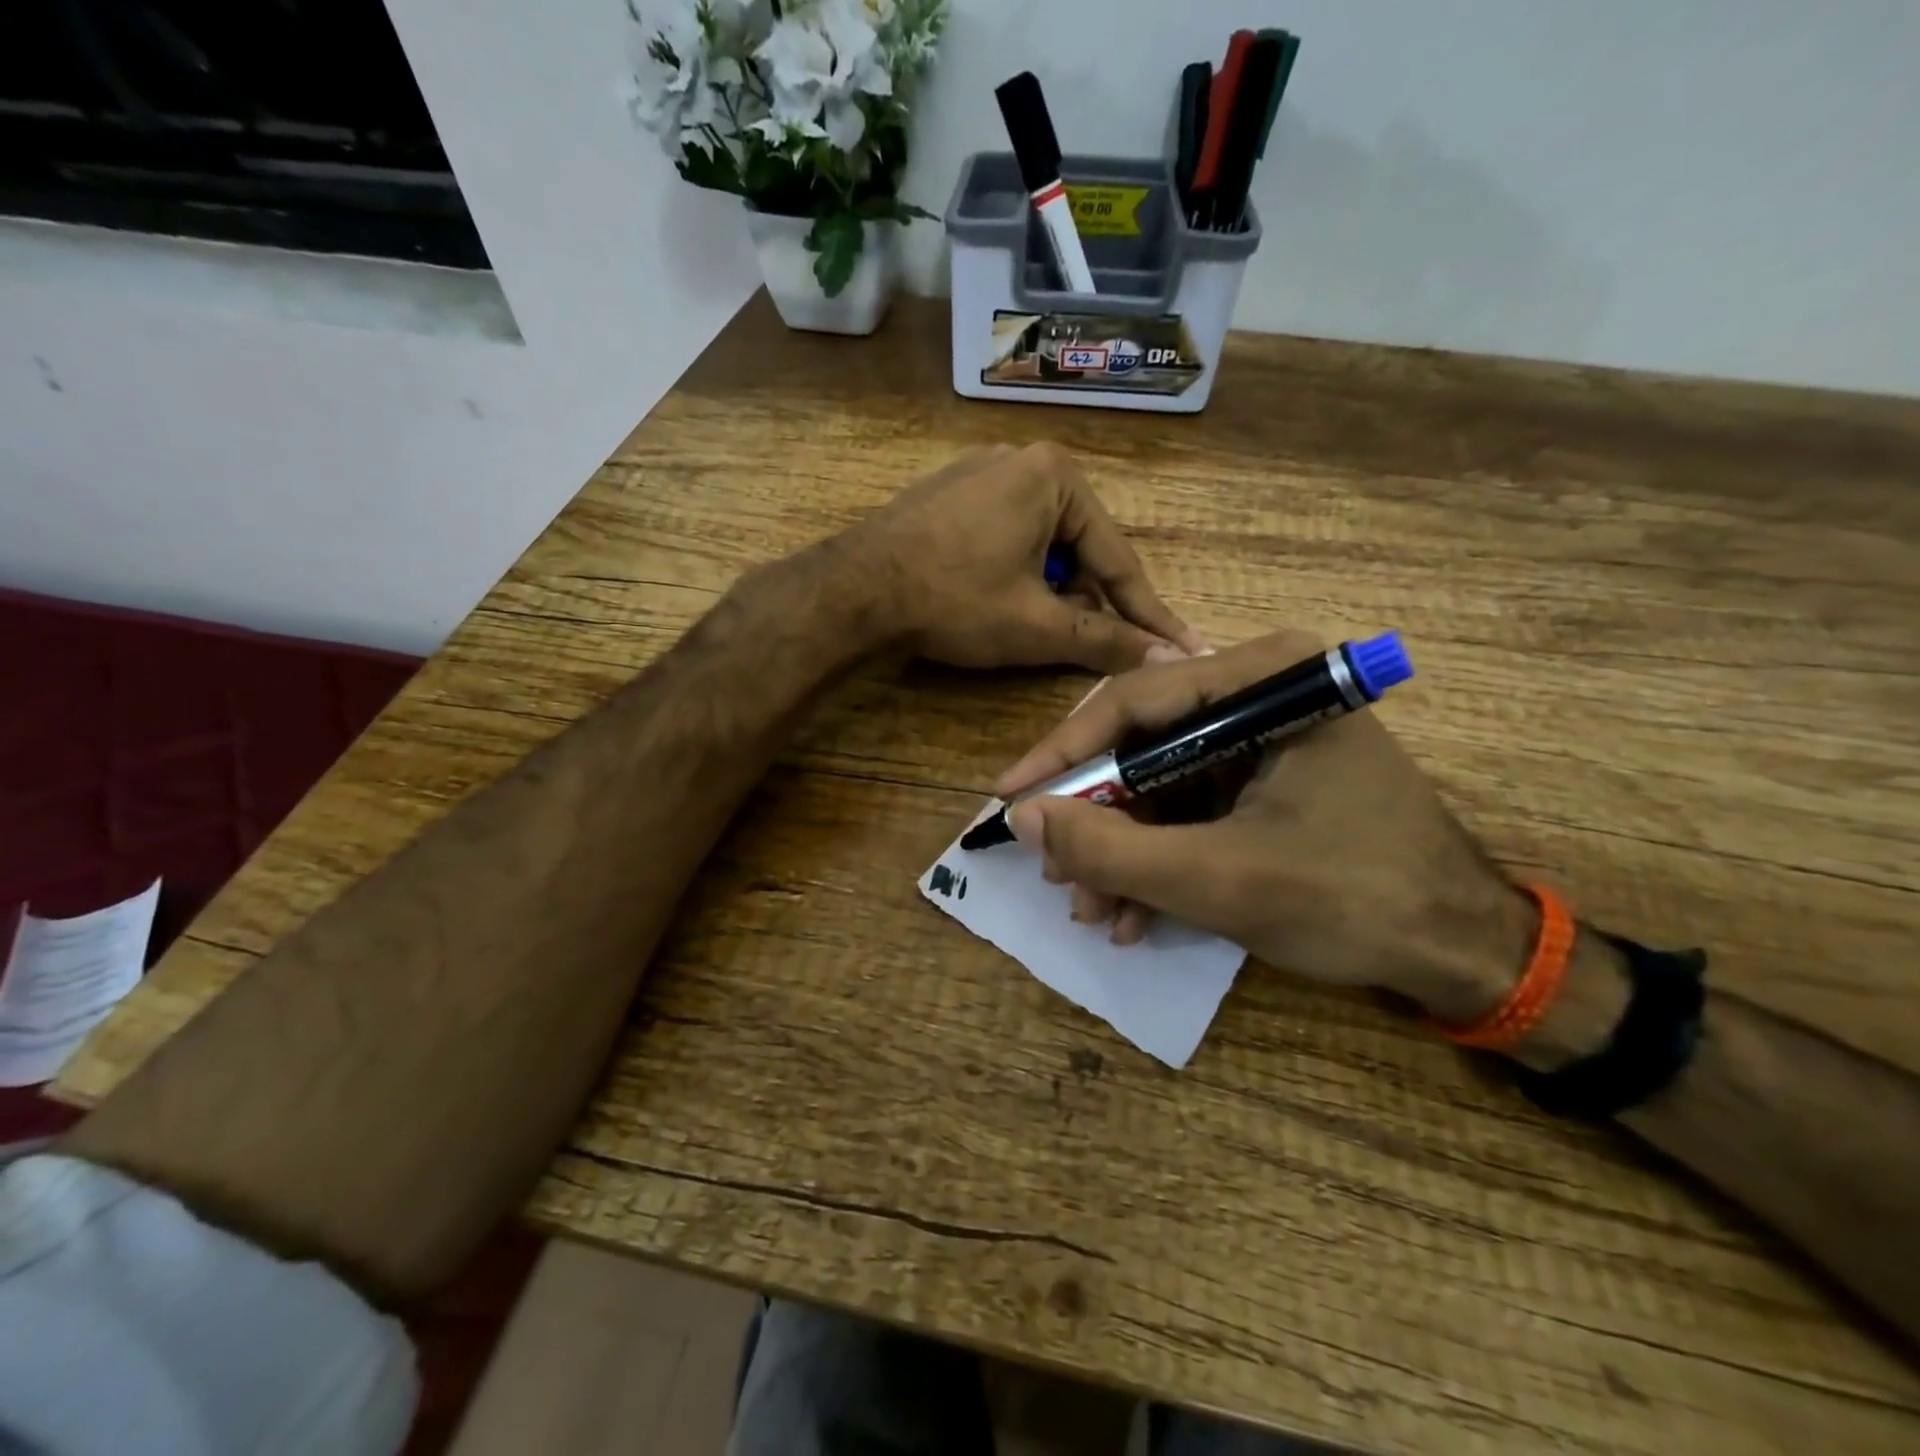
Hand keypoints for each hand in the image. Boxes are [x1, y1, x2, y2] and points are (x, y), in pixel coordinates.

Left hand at [852, 443, 1207, 673]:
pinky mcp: (950, 494)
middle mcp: (1023, 461)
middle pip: (1079, 548)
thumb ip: (1105, 640)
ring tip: (1045, 631)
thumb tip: (1166, 657)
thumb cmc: (955, 600)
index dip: (1147, 613)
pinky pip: (1005, 536)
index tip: (1181, 645)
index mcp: (1056, 477)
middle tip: (1099, 648)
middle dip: (1089, 601)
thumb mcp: (1038, 625)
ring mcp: (981, 473)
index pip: (1117, 559)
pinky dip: (1017, 574)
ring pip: (1041, 545)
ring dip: (1051, 591)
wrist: (855, 590)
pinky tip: (1004, 604)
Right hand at [996, 631, 1536, 1022]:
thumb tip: (1024, 818)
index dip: (1062, 755)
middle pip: (1142, 744)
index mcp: (1268, 679)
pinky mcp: (1266, 777)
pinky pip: (1189, 806)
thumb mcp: (1217, 879)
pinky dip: (1158, 857)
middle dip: (1097, 820)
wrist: (1463, 954)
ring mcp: (1265, 736)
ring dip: (1122, 850)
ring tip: (1095, 911)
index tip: (1008, 799)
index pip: (1133, 702)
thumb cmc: (1353, 900)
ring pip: (1159, 783)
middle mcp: (1264, 691)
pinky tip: (1136, 913)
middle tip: (1057, 876)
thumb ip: (1112, 850)